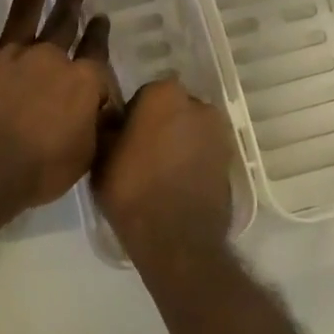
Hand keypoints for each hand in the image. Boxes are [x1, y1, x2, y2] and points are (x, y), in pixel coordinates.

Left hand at [0, 0, 117, 220]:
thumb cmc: (39, 170)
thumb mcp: (85, 154)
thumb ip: (97, 124)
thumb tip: (106, 107)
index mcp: (80, 80)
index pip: (96, 50)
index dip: (100, 33)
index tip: (101, 18)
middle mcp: (50, 56)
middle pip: (65, 21)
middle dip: (73, 0)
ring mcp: (11, 51)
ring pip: (27, 3)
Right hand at [93, 79, 234, 264]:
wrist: (177, 239)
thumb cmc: (132, 190)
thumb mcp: (101, 156)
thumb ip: (108, 127)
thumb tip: (112, 117)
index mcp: (164, 94)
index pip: (144, 95)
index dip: (132, 116)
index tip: (124, 139)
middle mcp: (198, 104)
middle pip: (172, 109)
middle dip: (160, 124)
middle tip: (142, 154)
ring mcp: (219, 132)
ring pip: (191, 130)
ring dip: (179, 141)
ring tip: (160, 172)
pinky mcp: (231, 159)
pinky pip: (205, 151)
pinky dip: (194, 160)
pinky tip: (178, 183)